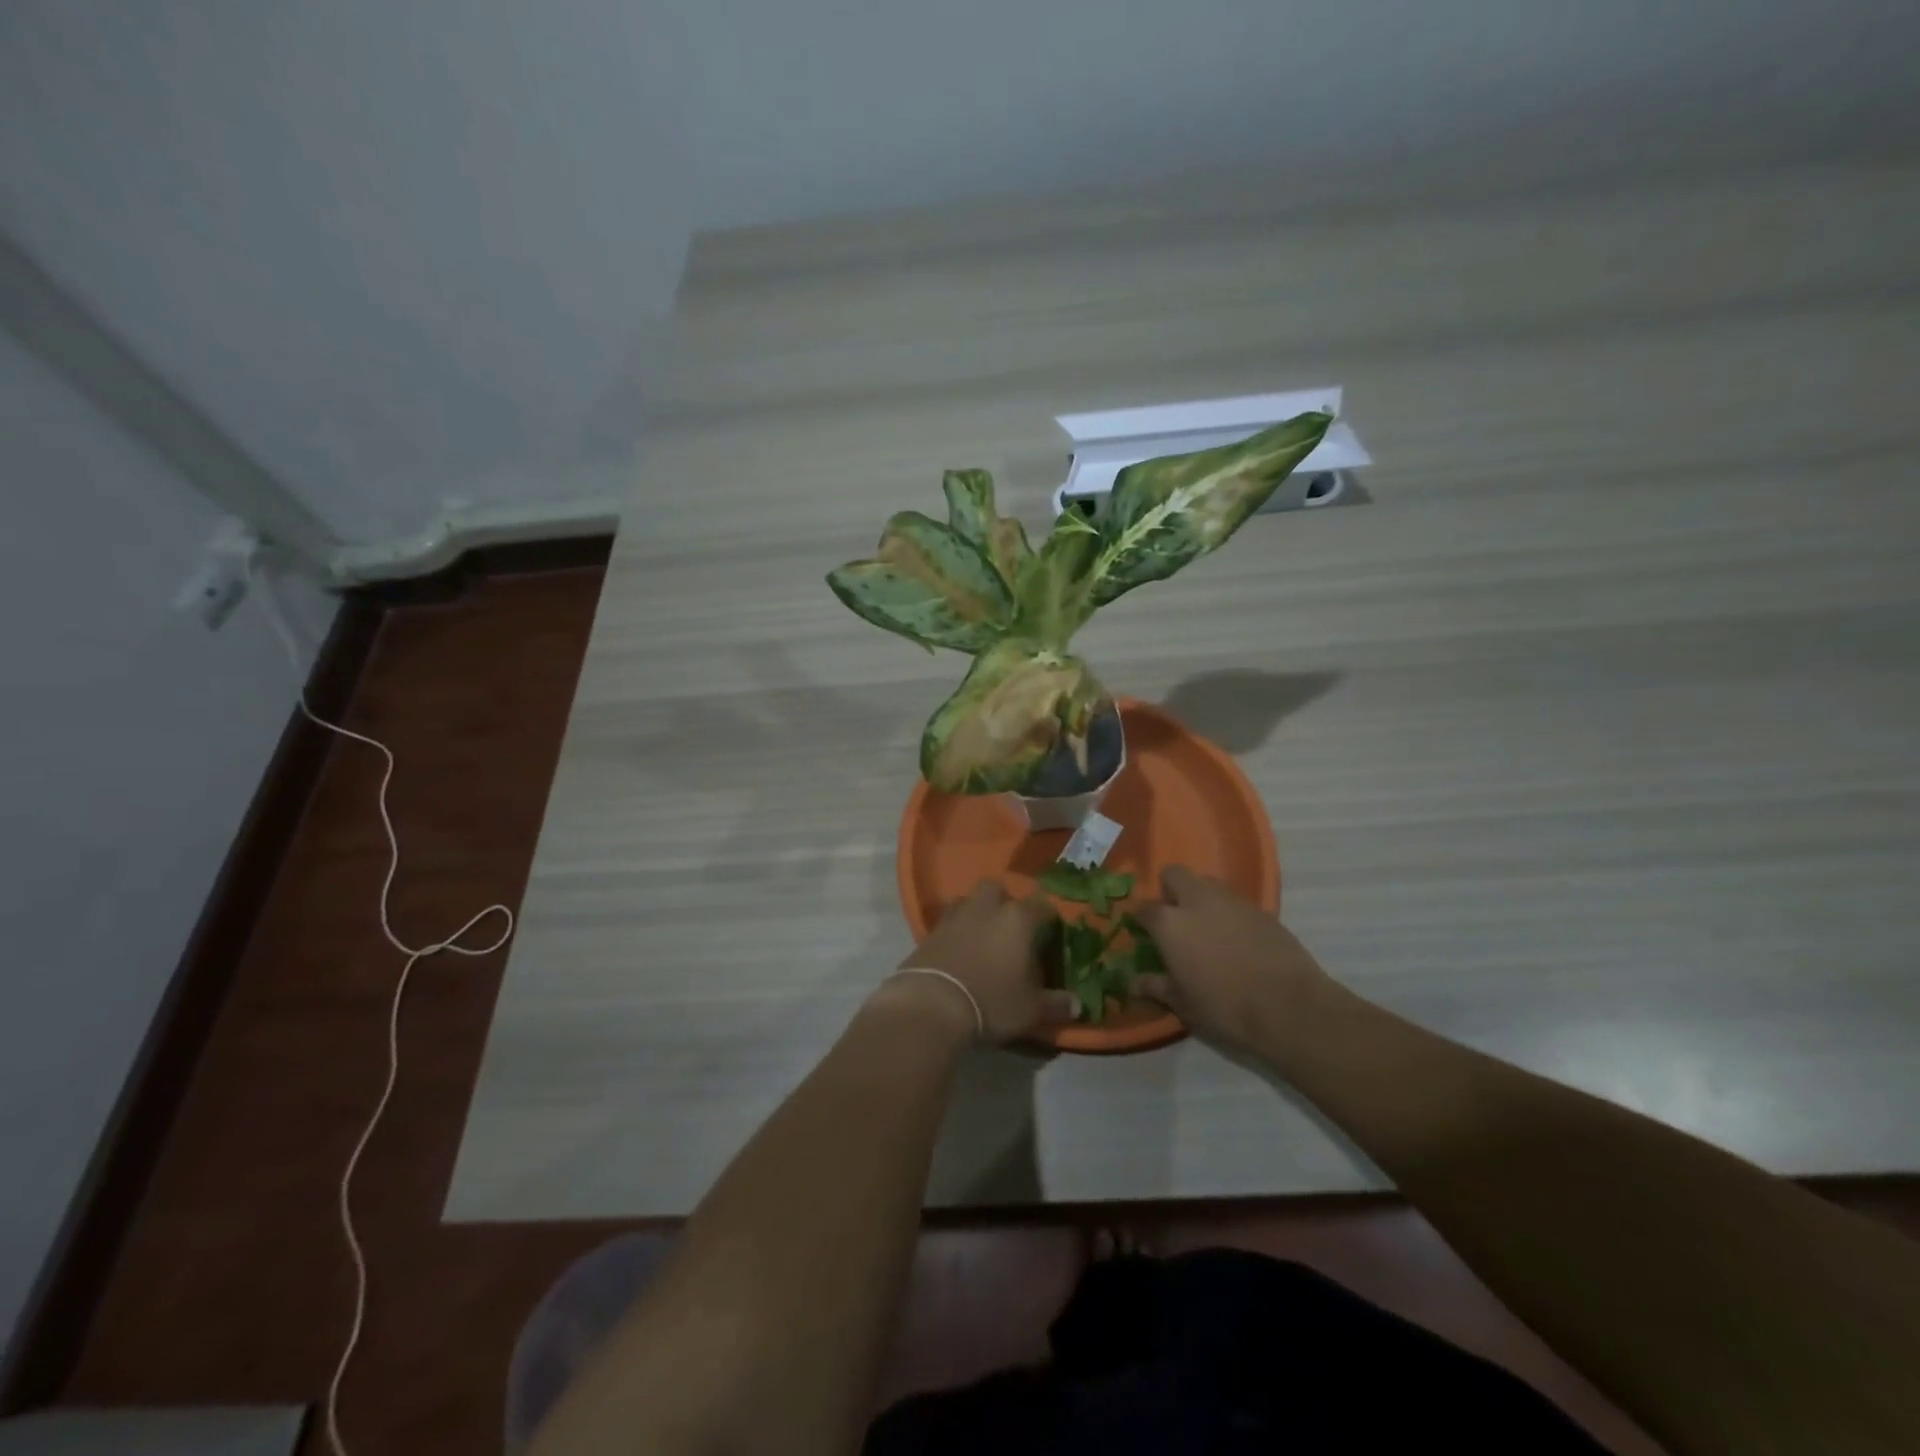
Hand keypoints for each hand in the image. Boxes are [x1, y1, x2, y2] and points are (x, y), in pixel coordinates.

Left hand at [889, 881, 1077, 1042]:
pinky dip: (955, 930)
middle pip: (998, 889)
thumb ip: (1055, 1004)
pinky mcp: (929, 931)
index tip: (1050, 936)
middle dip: (1005, 903)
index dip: (1048, 918)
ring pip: (970, 900)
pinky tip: (958, 950)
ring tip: (982, 937)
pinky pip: (948, 921)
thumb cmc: (992, 1001)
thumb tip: (1076, 1005)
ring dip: (977, 912)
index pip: (1042, 905)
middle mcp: (986, 907)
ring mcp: (955, 916)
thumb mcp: (1030, 1009)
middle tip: (1010, 929)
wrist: (932, 1004)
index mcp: (1018, 919)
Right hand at [1133, 865, 1329, 1050]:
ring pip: (1207, 883)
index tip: (1143, 933)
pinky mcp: (1261, 909)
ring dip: (1200, 897)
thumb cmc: (1223, 1006)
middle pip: (1174, 875)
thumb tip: (1132, 982)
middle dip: (1170, 890)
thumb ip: (1155, 986)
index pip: (1143, 908)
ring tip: (1207, 927)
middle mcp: (1196, 900)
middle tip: (1175, 918)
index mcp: (1169, 922)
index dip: (1140, 919)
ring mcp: (1231, 901)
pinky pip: (1235, 901)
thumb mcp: (1182, 1003)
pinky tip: (1236, 938)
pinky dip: (1229, 912)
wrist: (1288, 1006)